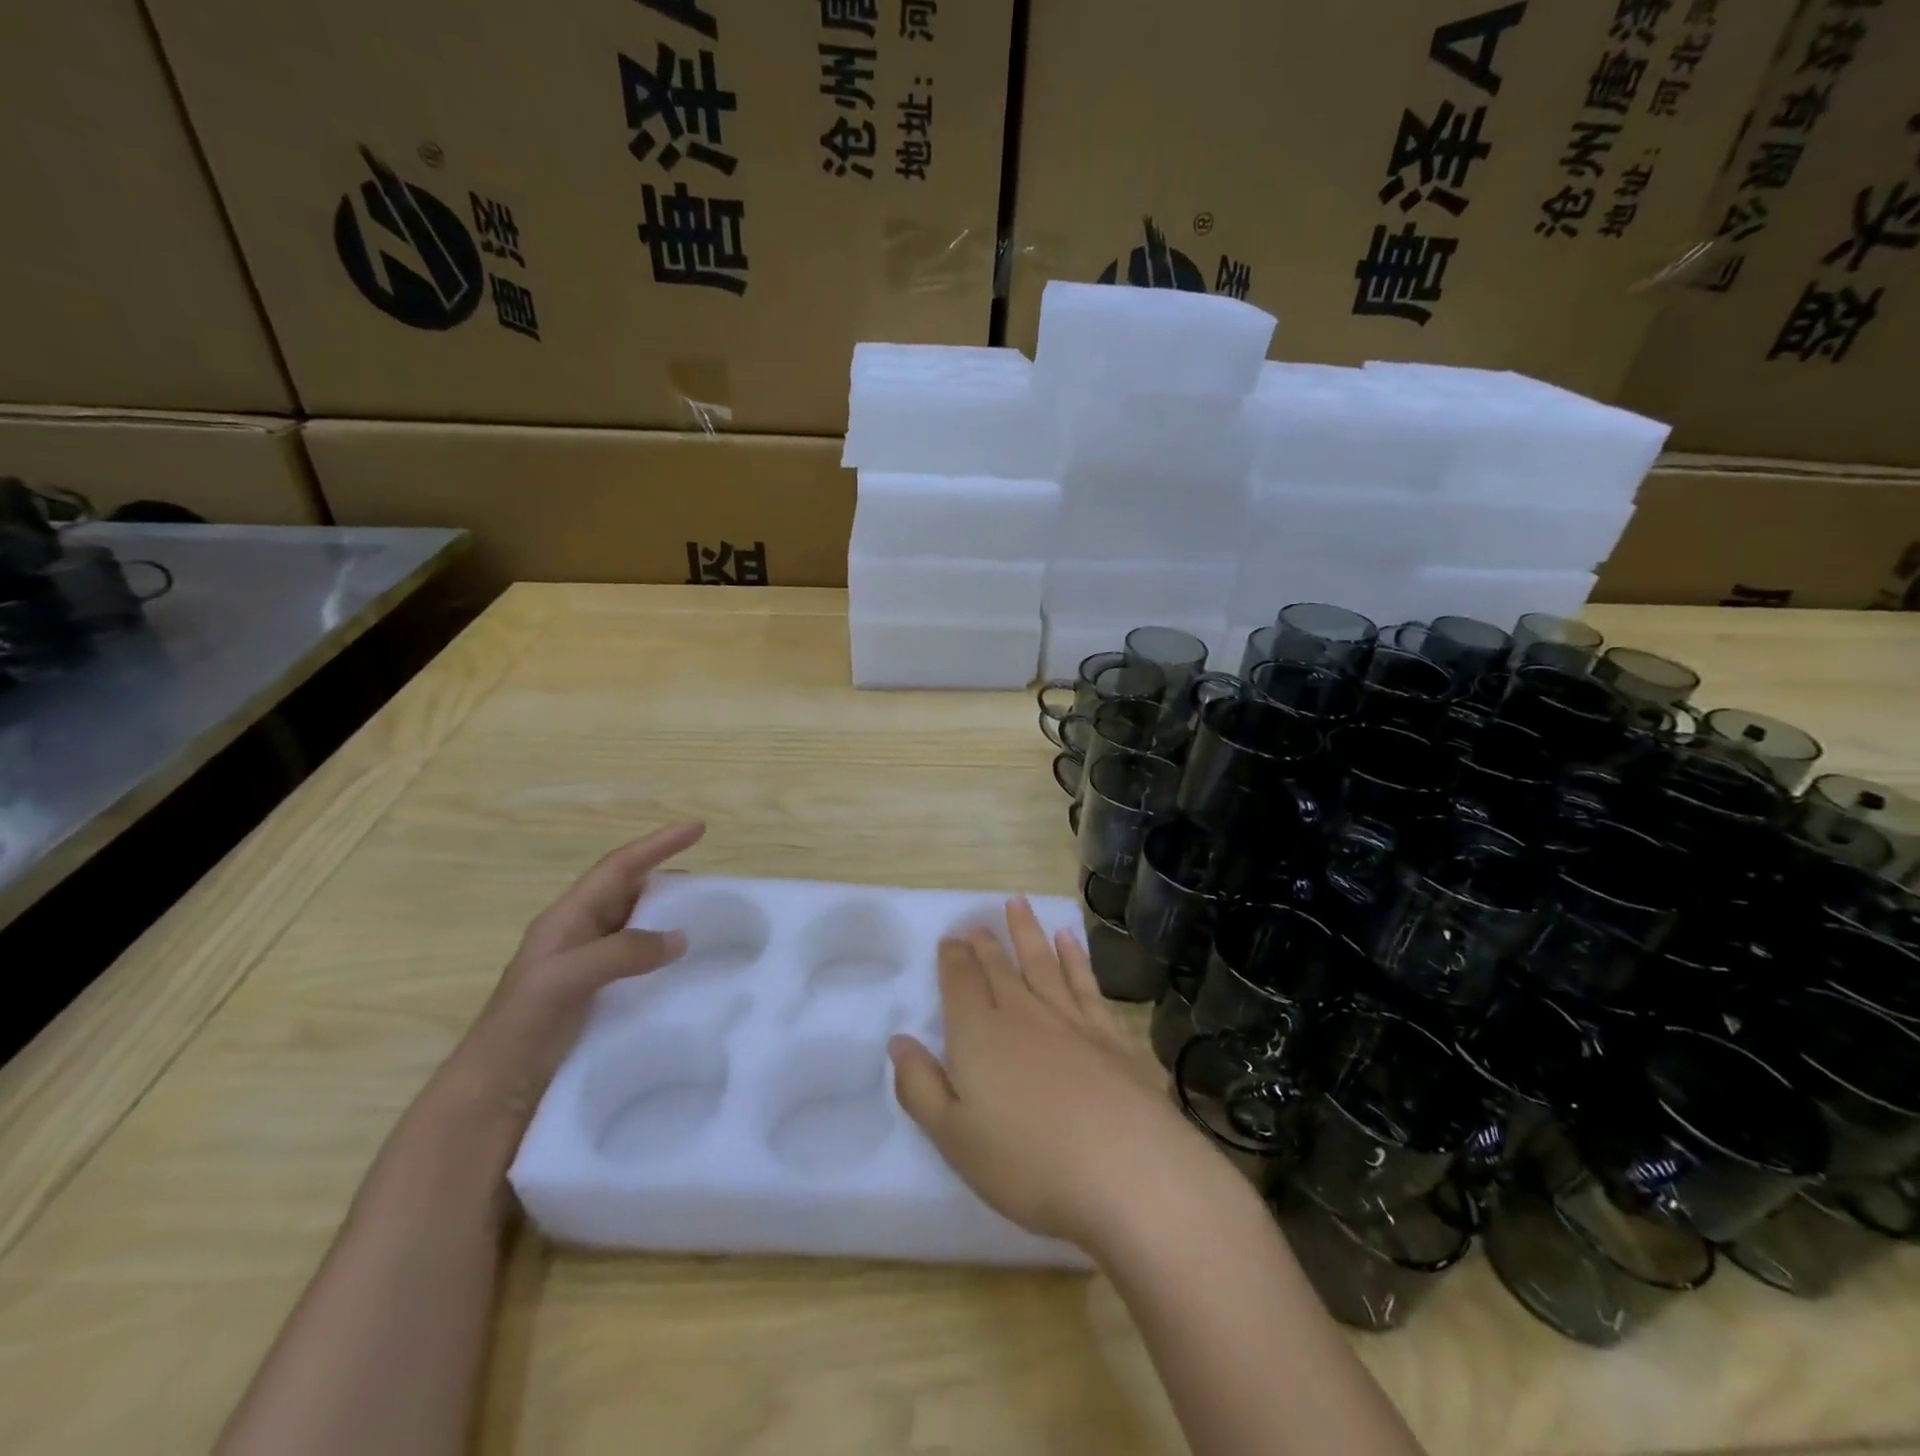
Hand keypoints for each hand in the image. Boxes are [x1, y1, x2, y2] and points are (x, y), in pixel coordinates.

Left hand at [448, 822, 705, 1122]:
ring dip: (670, 915)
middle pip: (630, 891)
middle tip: (710, 883)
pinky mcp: (602, 994)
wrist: (494, 1096)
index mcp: (567, 919)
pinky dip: (667, 951)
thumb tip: (681, 936)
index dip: (657, 844)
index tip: (697, 828)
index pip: (618, 868)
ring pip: (639, 924)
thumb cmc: (520, 1028)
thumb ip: (620, 952)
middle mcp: (581, 934)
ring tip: (708, 917)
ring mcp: (591, 966)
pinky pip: (643, 959)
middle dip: (667, 876)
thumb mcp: (563, 980)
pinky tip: (689, 965)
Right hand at [888, 898, 1222, 1249]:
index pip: (960, 983)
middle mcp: (1022, 1014)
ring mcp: (1069, 1019)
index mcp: (979, 1035)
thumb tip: (899, 1042)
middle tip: (978, 923)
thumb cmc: (1028, 1162)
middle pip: (999, 968)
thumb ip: (920, 1087)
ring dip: (1027, 932)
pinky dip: (1074, 957)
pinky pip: (1084, 982)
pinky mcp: (1109, 1033)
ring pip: (1042, 962)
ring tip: (1018, 904)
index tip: (950, 939)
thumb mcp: (954, 1138)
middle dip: (985, 943)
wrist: (1126, 1169)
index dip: (952, 959)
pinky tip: (1069, 940)